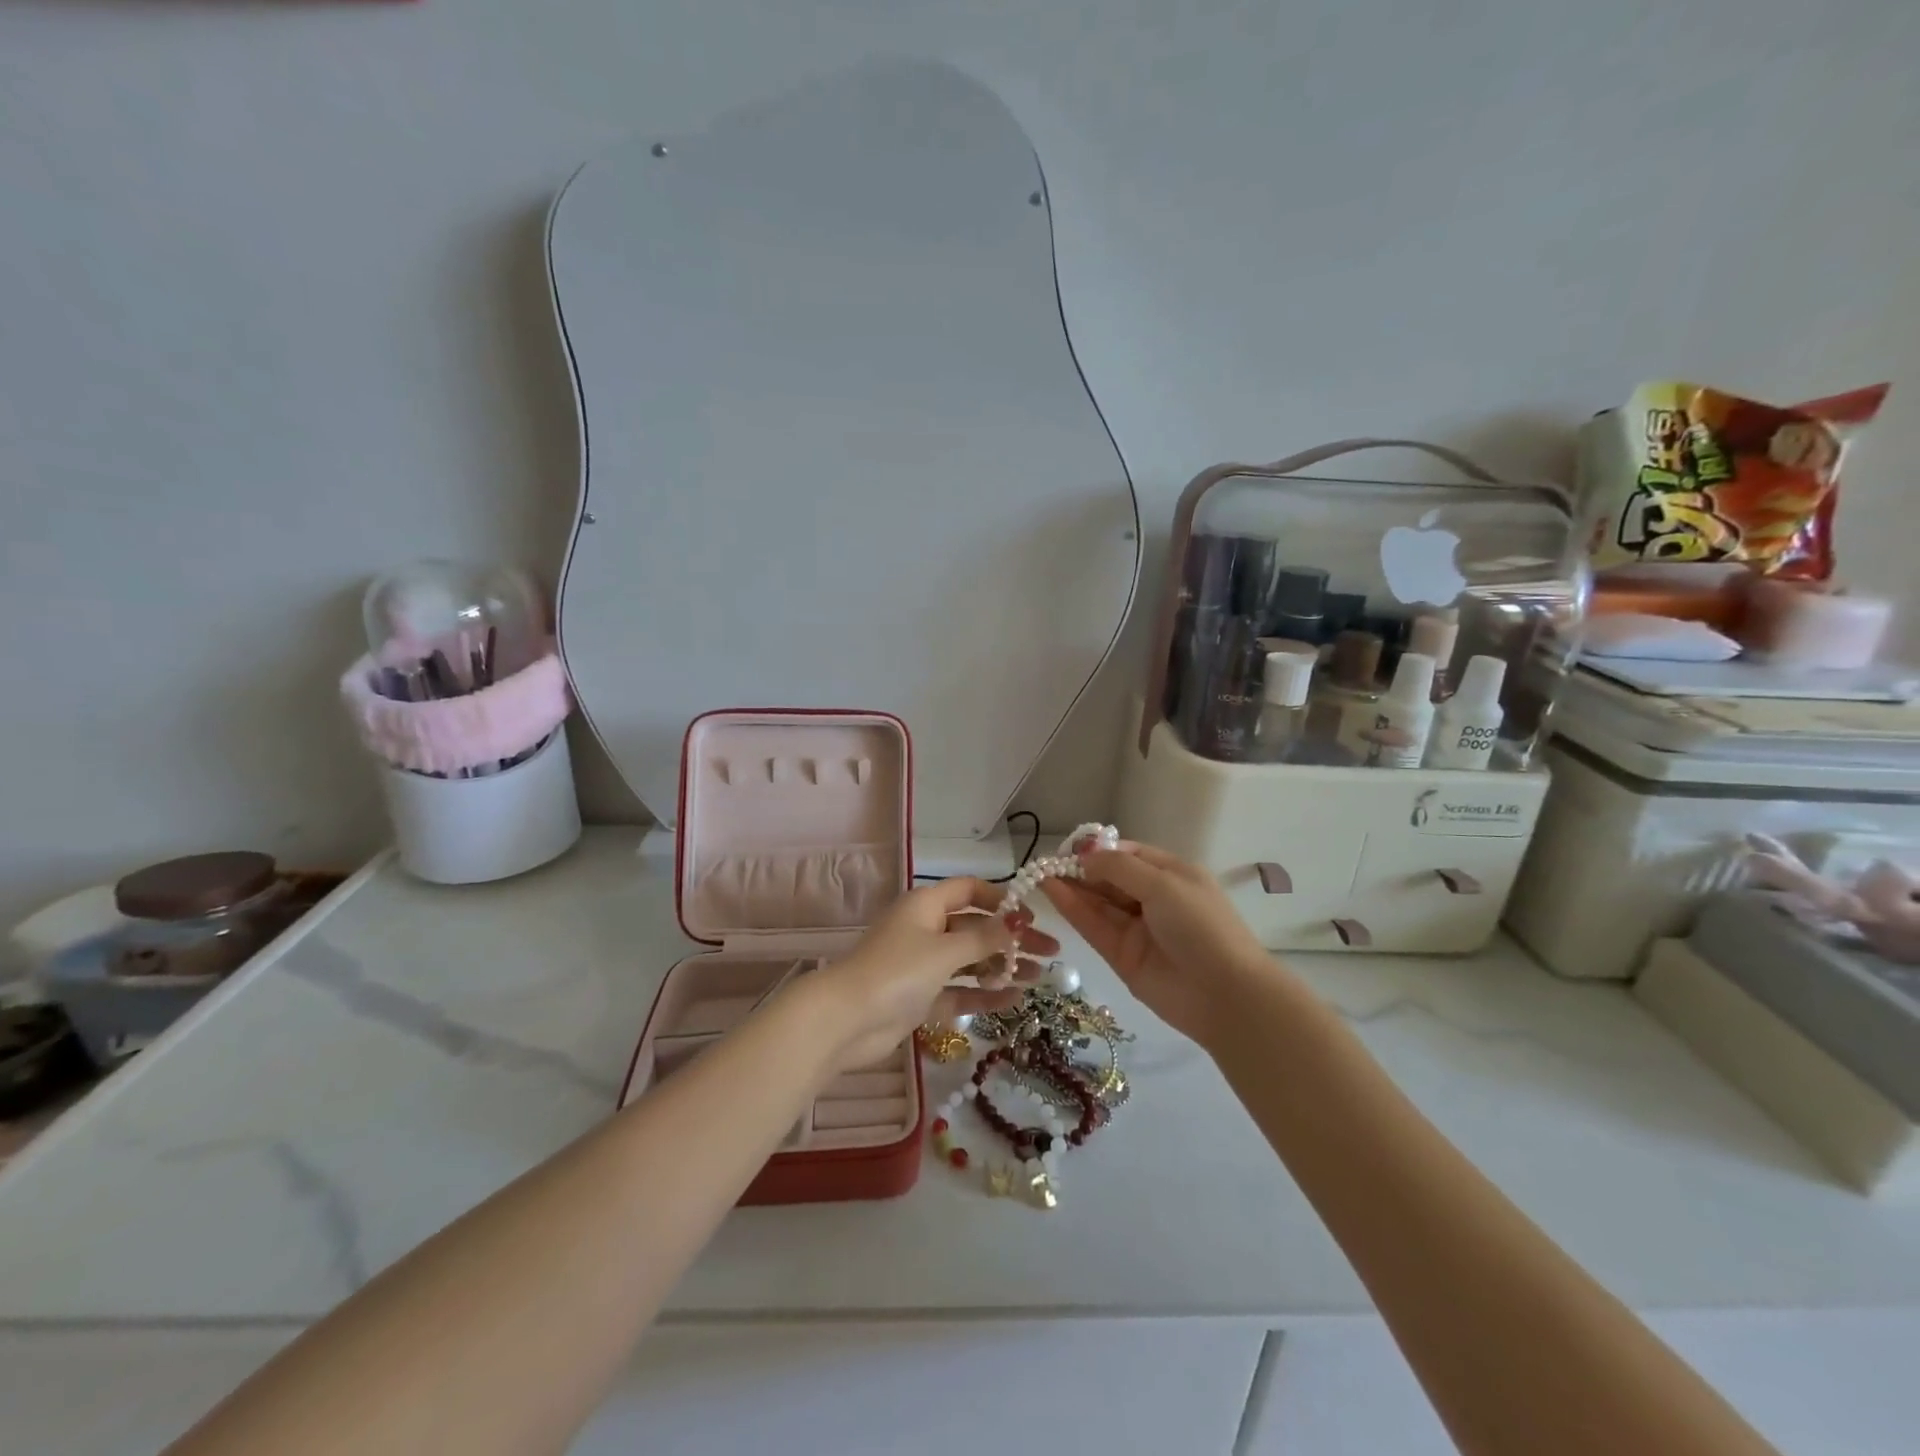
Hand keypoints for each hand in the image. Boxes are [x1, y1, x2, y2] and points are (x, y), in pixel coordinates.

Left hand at [809, 878, 1059, 1072]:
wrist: (846, 1021)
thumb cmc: (897, 972)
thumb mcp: (945, 950)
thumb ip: (984, 938)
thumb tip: (1017, 921)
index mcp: (926, 905)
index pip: (969, 890)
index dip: (1001, 899)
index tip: (1032, 916)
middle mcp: (925, 930)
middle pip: (976, 928)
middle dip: (1012, 939)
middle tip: (1050, 952)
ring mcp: (922, 965)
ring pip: (970, 961)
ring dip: (1003, 967)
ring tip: (1040, 978)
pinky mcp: (920, 997)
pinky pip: (959, 991)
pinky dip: (983, 994)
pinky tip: (1014, 999)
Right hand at [1041, 843, 1271, 1046]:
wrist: (1224, 995)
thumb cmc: (1200, 926)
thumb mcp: (1163, 884)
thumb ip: (1119, 867)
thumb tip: (1085, 856)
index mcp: (1172, 875)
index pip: (1129, 854)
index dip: (1100, 849)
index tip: (1070, 848)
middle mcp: (1153, 899)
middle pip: (1109, 878)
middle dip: (1081, 868)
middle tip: (1046, 861)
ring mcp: (1136, 928)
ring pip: (1097, 902)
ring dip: (1070, 886)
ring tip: (1039, 872)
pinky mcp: (1121, 955)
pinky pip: (1093, 926)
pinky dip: (1071, 908)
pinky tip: (1050, 891)